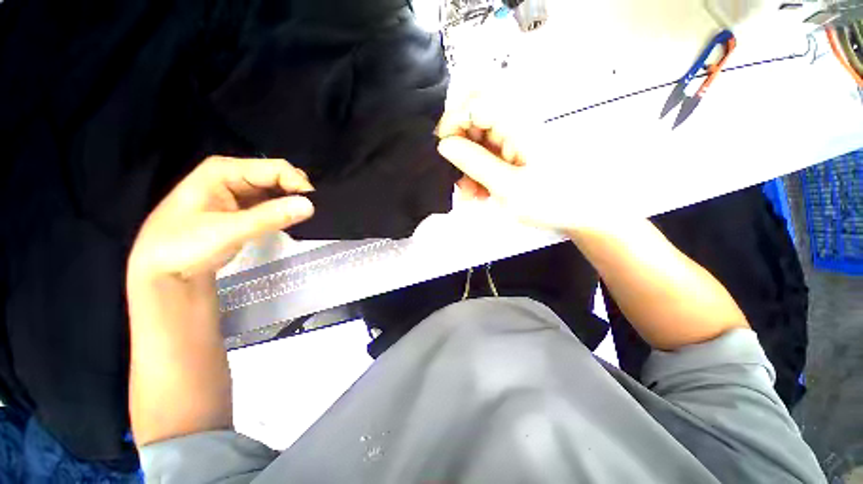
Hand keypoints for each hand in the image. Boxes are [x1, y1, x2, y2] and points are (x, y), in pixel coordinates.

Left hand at [128, 156, 314, 282]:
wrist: (162, 273)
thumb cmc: (184, 247)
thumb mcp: (228, 231)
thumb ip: (270, 217)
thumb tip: (310, 205)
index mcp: (224, 170)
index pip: (275, 168)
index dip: (298, 184)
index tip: (316, 206)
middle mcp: (233, 176)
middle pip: (277, 177)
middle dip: (297, 192)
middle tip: (312, 213)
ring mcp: (238, 192)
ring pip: (277, 190)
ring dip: (292, 202)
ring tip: (306, 218)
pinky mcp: (243, 209)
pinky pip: (271, 204)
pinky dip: (284, 211)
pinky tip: (292, 220)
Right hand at [436, 96, 607, 231]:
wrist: (581, 213)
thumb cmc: (551, 200)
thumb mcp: (508, 186)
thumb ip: (475, 163)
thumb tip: (444, 145)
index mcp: (518, 122)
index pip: (474, 100)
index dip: (453, 121)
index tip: (444, 151)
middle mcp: (514, 123)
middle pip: (472, 121)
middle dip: (458, 150)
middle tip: (456, 178)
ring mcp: (512, 138)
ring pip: (475, 142)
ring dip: (466, 167)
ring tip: (469, 195)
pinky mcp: (512, 152)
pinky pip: (485, 156)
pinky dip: (476, 174)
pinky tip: (479, 194)